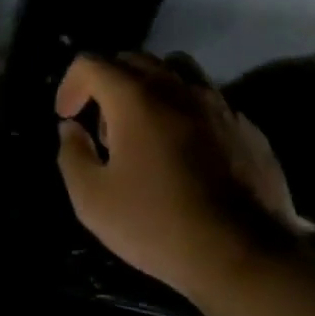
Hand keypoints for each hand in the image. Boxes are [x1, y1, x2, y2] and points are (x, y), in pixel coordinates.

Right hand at [56, 51, 301, 299]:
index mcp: (136, 98)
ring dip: (151, 88)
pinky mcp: (247, 128)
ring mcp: (219, 105)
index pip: (92, 63)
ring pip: (177, 71)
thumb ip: (72, 155)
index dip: (70, 84)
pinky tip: (187, 153)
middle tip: (103, 128)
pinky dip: (186, 113)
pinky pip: (208, 101)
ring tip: (146, 129)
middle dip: (108, 83)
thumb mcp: (92, 200)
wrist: (246, 255)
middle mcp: (178, 88)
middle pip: (134, 60)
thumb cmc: (158, 225)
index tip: (67, 116)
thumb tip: (71, 130)